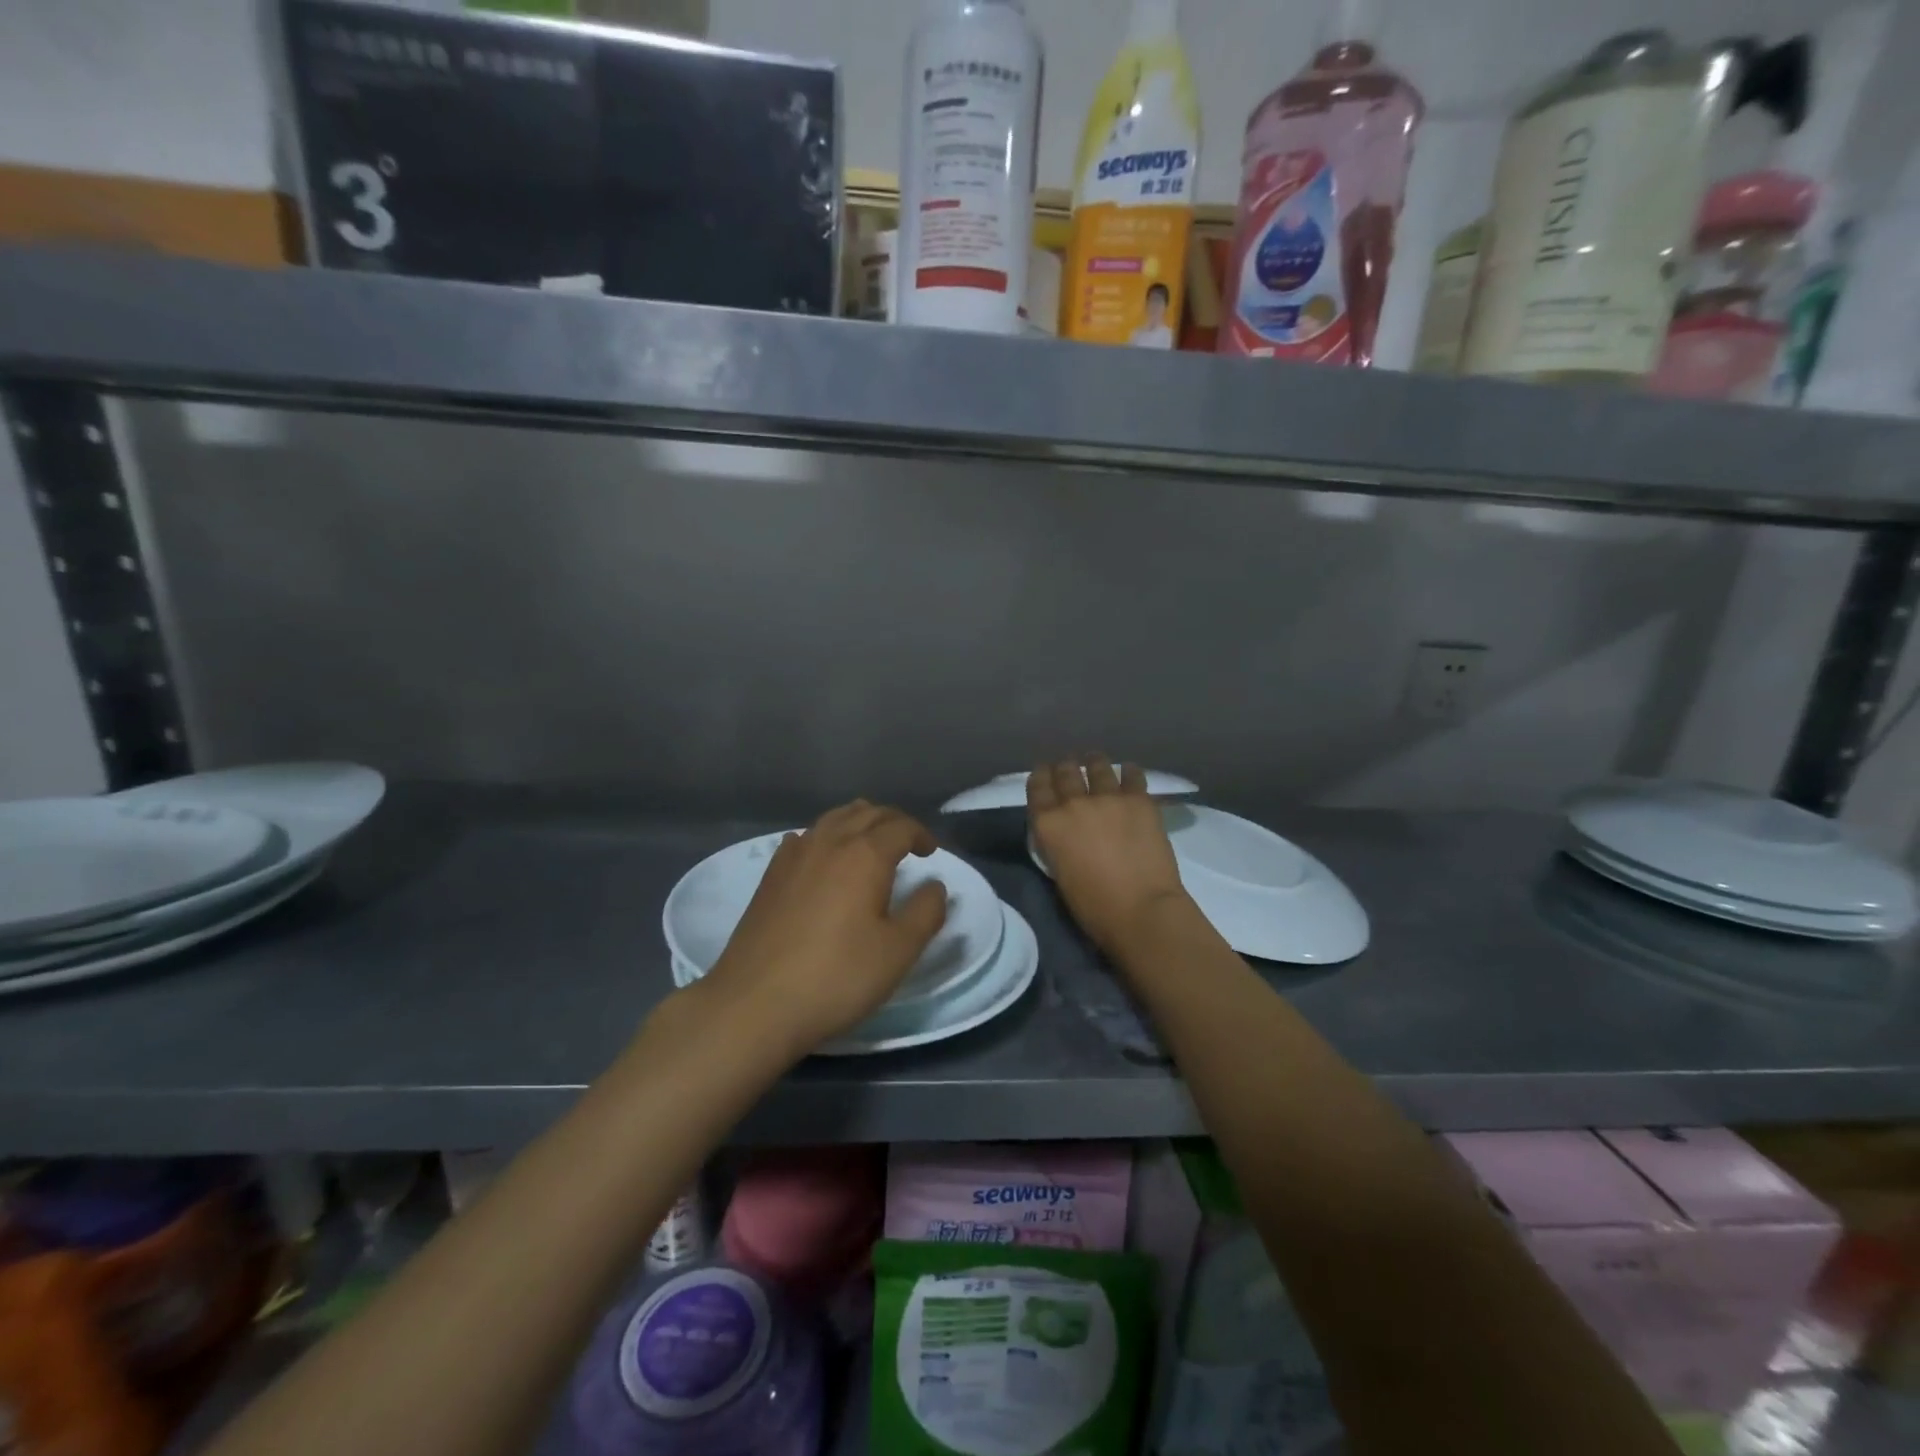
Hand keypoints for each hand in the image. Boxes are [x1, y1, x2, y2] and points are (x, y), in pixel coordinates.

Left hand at [696, 801, 948, 1059]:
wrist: (755, 1003)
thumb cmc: (836, 976)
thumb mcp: (898, 952)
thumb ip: (925, 913)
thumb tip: (934, 886)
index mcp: (865, 855)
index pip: (900, 826)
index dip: (921, 835)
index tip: (931, 853)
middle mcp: (829, 842)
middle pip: (867, 813)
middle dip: (893, 822)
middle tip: (908, 843)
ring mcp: (794, 856)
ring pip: (833, 819)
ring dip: (859, 822)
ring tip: (871, 843)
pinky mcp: (770, 875)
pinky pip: (805, 837)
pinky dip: (826, 836)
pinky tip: (824, 858)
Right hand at [1029, 755, 1188, 957]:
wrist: (1141, 910)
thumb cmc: (1094, 907)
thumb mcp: (1059, 873)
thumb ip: (1057, 843)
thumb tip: (1065, 832)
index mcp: (1048, 824)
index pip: (1036, 786)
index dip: (1040, 776)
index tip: (1044, 773)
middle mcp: (1074, 802)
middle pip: (1065, 770)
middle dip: (1066, 767)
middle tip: (1070, 769)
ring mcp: (1108, 797)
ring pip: (1098, 765)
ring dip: (1094, 763)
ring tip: (1096, 762)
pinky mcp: (1139, 800)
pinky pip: (1132, 774)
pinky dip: (1129, 772)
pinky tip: (1129, 772)